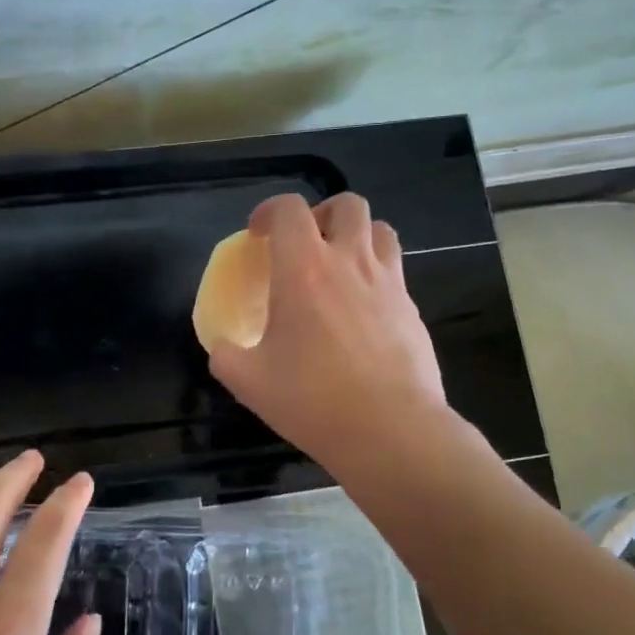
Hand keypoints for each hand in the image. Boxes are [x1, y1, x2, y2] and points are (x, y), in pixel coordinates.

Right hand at [208, 192, 446, 474]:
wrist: (389, 429)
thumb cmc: (312, 400)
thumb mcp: (248, 381)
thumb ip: (225, 355)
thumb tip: (222, 346)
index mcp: (304, 269)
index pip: (289, 209)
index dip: (269, 211)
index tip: (258, 235)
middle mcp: (350, 262)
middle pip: (347, 204)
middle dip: (322, 213)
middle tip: (306, 244)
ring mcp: (388, 282)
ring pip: (381, 230)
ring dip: (357, 236)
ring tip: (340, 266)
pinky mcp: (412, 308)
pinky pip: (395, 271)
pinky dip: (376, 274)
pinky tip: (362, 311)